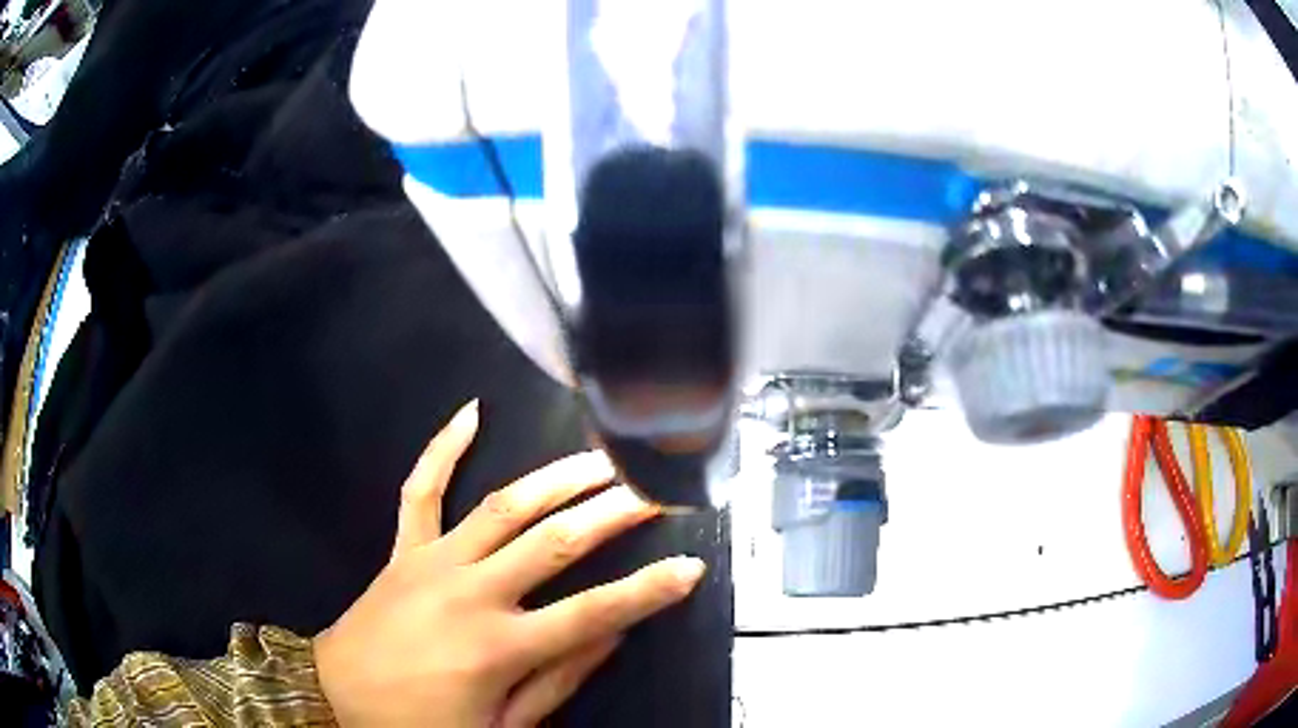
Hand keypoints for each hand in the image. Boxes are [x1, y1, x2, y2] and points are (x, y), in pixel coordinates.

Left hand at [313, 401, 706, 726]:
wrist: (338, 697)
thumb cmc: (421, 724)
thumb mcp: (500, 727)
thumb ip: (557, 682)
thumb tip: (610, 636)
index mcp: (498, 648)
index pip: (593, 613)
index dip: (648, 590)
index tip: (690, 565)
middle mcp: (470, 594)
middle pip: (554, 543)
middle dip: (612, 513)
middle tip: (653, 489)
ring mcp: (432, 562)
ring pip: (502, 506)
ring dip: (557, 478)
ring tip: (600, 458)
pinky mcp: (404, 549)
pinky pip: (421, 489)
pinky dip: (443, 447)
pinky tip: (471, 411)